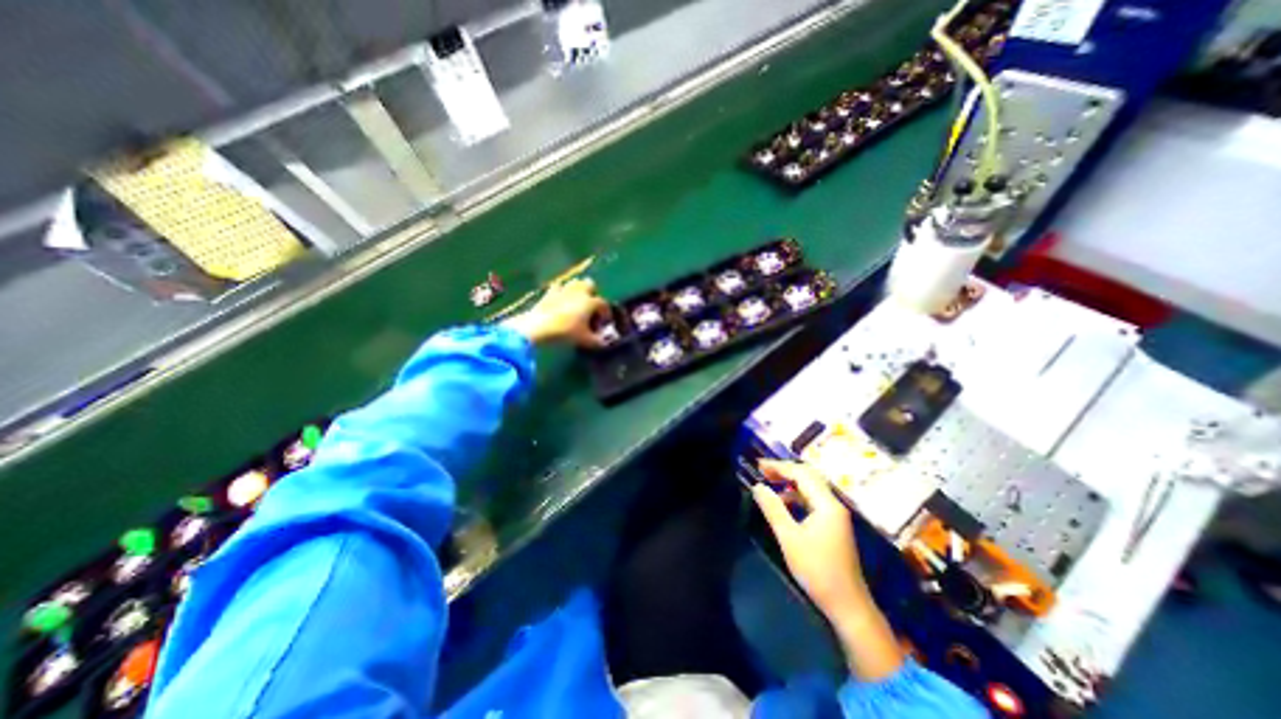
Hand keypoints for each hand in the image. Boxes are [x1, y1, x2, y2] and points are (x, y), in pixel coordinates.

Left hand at [502, 277, 605, 348]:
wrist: (539, 327)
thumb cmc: (566, 332)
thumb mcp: (585, 340)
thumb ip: (597, 342)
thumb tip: (604, 343)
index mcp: (590, 302)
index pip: (603, 304)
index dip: (606, 313)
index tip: (604, 322)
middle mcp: (579, 292)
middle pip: (590, 284)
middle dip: (592, 293)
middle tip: (590, 307)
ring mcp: (563, 290)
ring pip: (574, 282)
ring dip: (578, 290)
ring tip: (576, 302)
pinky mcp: (549, 292)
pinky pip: (558, 287)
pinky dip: (561, 292)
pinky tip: (560, 300)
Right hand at [752, 461, 899, 678]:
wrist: (847, 605)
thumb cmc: (817, 570)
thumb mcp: (789, 538)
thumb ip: (773, 509)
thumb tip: (757, 486)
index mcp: (826, 504)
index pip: (802, 474)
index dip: (779, 466)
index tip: (759, 465)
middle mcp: (833, 504)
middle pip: (809, 477)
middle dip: (785, 470)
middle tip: (763, 470)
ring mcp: (835, 515)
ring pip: (811, 488)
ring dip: (790, 482)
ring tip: (769, 482)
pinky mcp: (833, 525)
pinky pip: (813, 500)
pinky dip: (796, 496)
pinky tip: (783, 503)